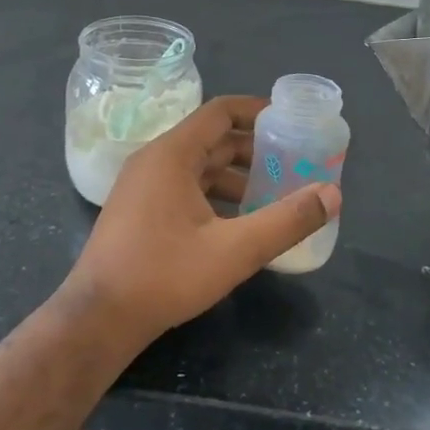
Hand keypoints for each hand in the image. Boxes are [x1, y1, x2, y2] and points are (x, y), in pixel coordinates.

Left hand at [59, 95, 340, 346]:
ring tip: (271, 197)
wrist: (97, 318)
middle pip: (210, 139)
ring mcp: (141, 186)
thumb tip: (332, 194)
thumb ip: (286, 221)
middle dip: (253, 149)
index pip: (219, 112)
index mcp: (172, 154)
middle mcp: (154, 160)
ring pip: (197, 166)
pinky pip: (182, 186)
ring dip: (234, 176)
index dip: (256, 111)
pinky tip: (235, 223)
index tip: (289, 121)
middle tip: (290, 164)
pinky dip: (213, 194)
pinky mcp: (137, 210)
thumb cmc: (164, 275)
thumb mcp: (234, 250)